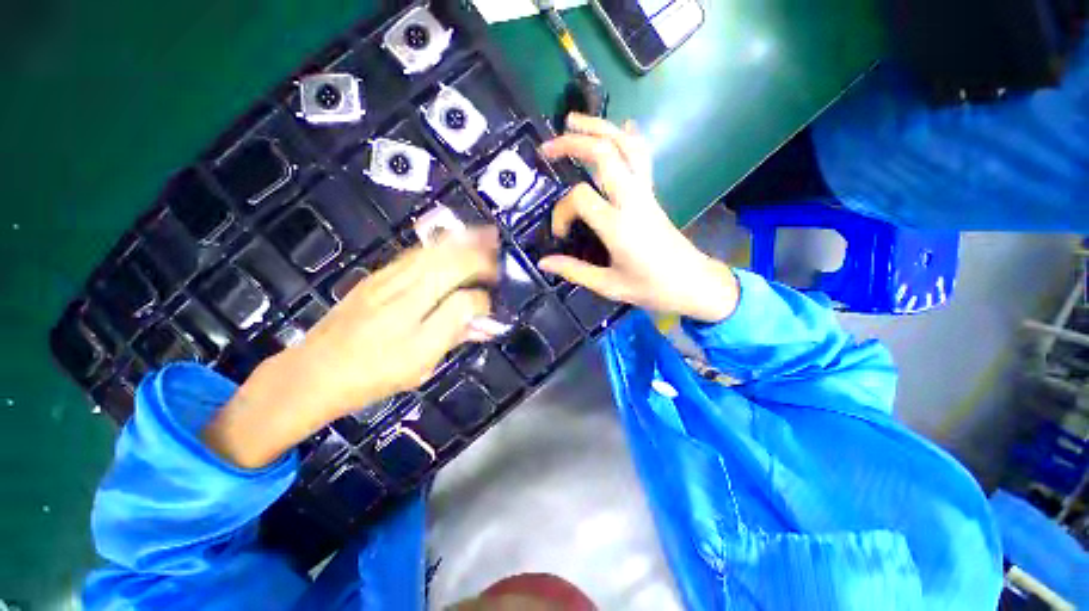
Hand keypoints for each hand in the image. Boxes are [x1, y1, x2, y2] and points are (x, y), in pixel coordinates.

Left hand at [204, 229, 499, 468]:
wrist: (313, 371)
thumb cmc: (373, 376)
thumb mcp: (420, 367)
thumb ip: (453, 338)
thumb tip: (482, 322)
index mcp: (416, 329)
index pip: (464, 301)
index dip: (484, 301)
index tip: (490, 306)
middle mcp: (403, 296)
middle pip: (449, 264)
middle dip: (480, 255)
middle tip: (498, 250)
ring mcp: (386, 281)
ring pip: (432, 252)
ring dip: (462, 241)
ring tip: (483, 233)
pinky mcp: (375, 276)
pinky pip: (415, 253)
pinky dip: (440, 245)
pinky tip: (451, 242)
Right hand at [538, 114, 738, 322]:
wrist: (694, 284)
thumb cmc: (652, 288)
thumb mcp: (609, 285)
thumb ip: (574, 271)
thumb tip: (543, 263)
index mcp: (619, 226)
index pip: (580, 198)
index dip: (561, 212)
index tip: (560, 234)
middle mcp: (633, 201)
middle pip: (604, 154)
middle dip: (573, 143)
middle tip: (548, 147)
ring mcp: (645, 194)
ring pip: (625, 146)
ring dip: (599, 128)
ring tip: (574, 121)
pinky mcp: (652, 195)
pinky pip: (642, 158)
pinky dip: (630, 138)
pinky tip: (623, 126)